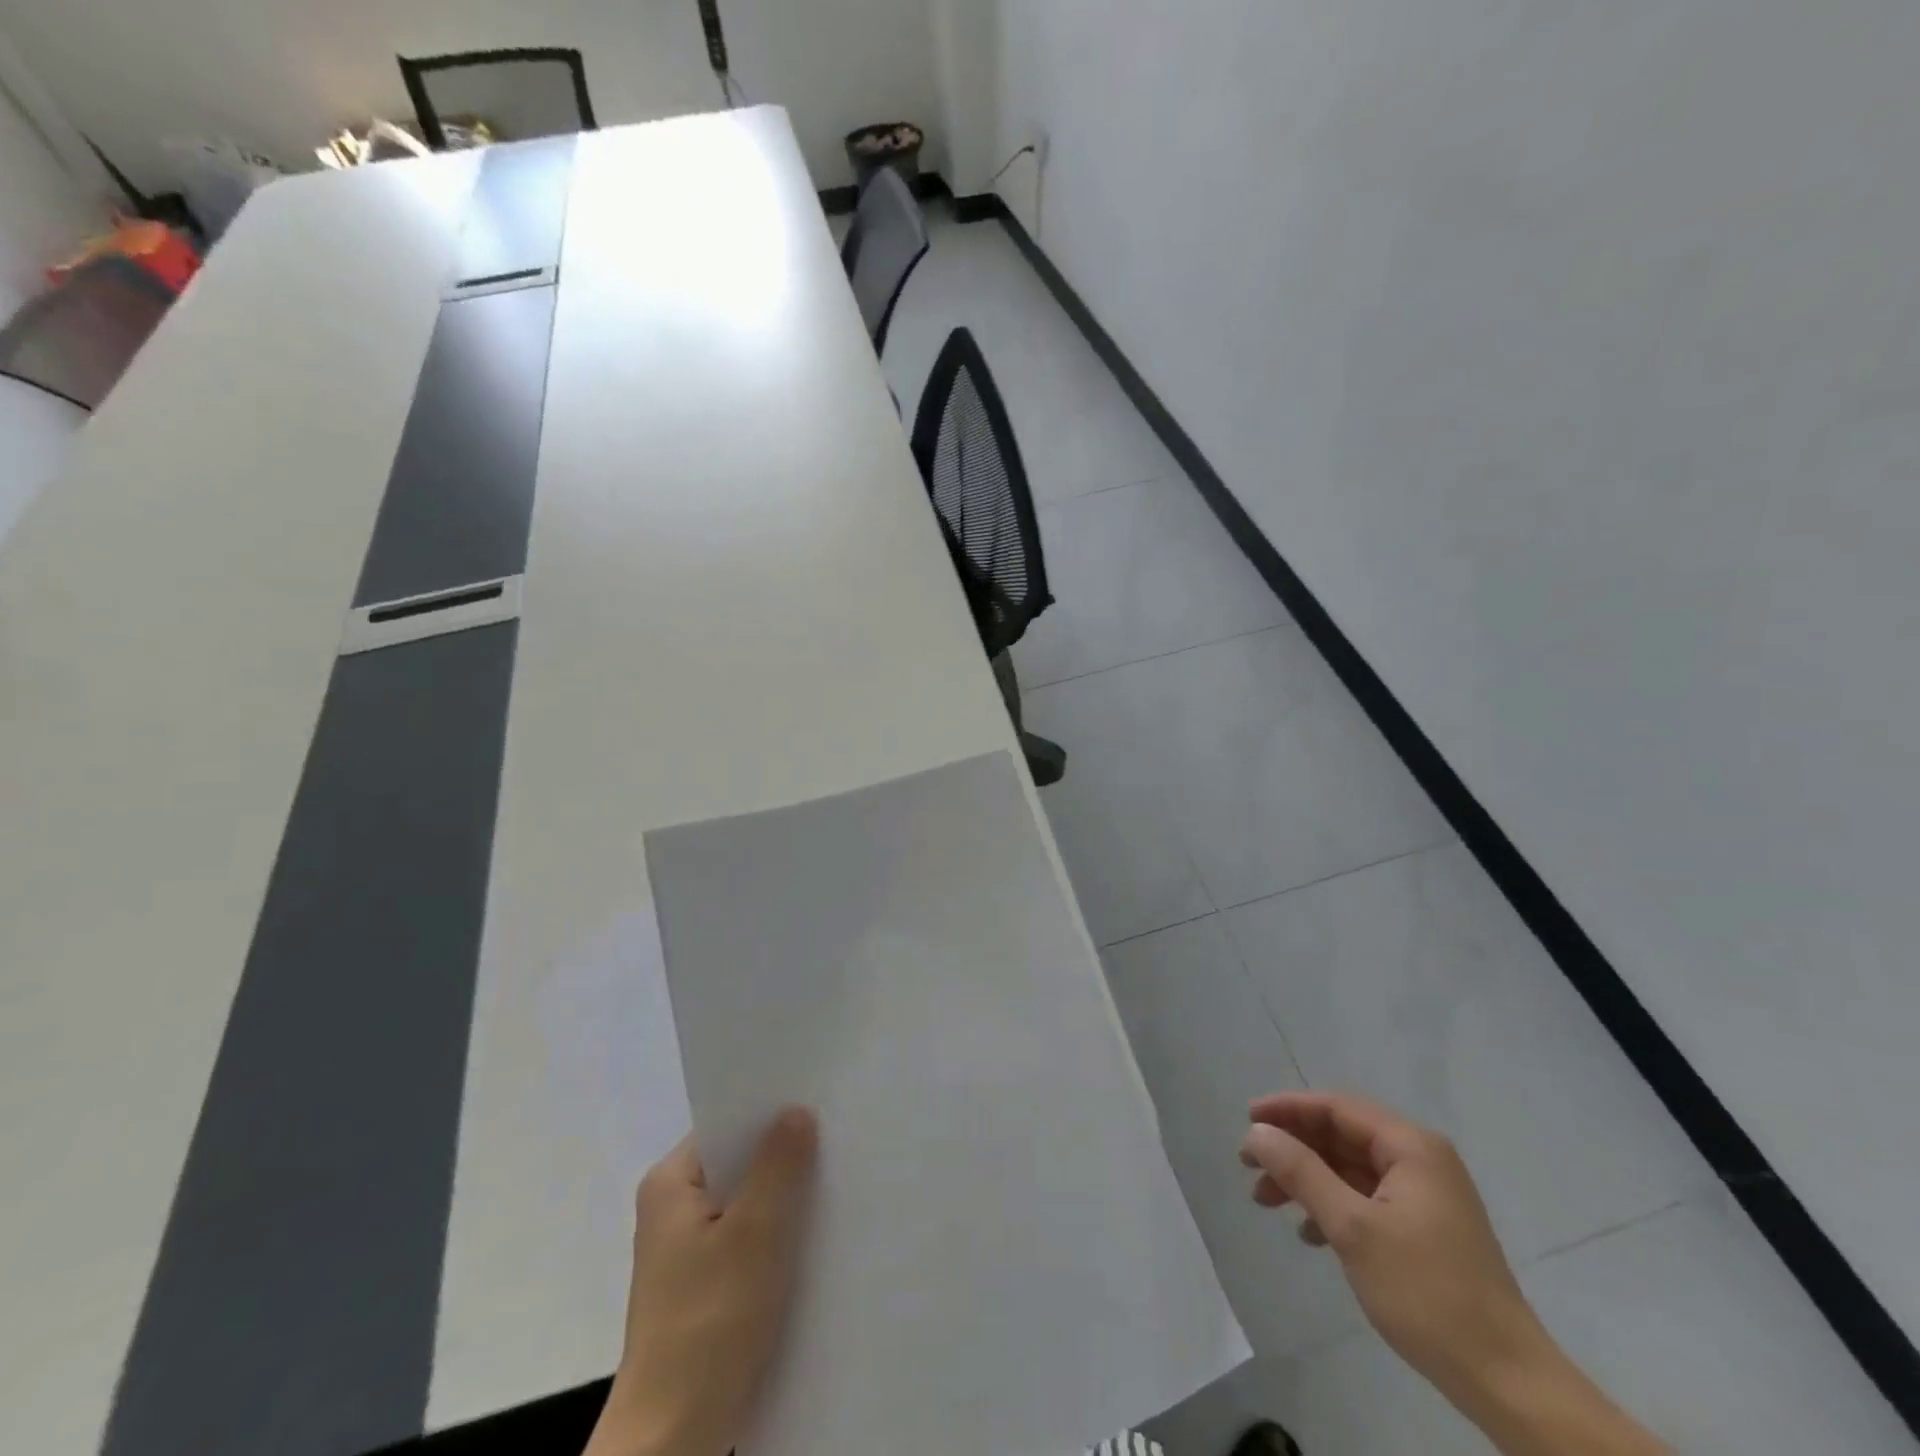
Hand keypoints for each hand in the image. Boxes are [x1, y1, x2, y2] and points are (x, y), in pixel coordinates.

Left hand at [586, 1108, 819, 1455]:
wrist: (675, 1440)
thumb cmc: (710, 1322)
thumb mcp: (755, 1233)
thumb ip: (779, 1165)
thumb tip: (797, 1110)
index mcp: (670, 1185)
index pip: (726, 1125)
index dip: (770, 1112)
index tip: (817, 1101)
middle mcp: (672, 1210)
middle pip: (739, 1163)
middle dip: (784, 1155)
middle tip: (837, 1138)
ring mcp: (687, 1251)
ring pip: (747, 1203)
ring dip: (785, 1198)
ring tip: (835, 1180)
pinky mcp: (705, 1286)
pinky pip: (748, 1239)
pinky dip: (777, 1234)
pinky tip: (816, 1235)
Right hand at [1240, 1092, 1545, 1405]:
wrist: (1508, 1382)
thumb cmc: (1427, 1292)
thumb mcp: (1353, 1228)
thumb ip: (1300, 1172)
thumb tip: (1257, 1132)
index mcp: (1411, 1147)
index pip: (1336, 1108)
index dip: (1288, 1109)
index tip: (1247, 1121)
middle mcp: (1421, 1160)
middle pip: (1341, 1136)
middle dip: (1293, 1148)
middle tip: (1248, 1165)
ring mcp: (1425, 1196)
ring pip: (1349, 1169)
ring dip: (1306, 1179)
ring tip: (1266, 1200)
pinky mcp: (1425, 1229)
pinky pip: (1365, 1198)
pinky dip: (1332, 1206)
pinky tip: (1309, 1233)